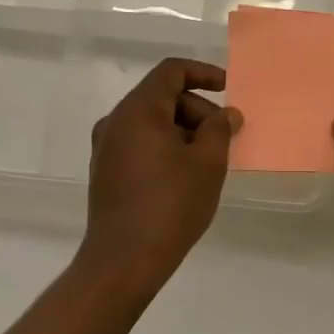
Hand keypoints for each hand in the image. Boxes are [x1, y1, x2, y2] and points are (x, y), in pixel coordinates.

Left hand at [83, 58, 238, 285]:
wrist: (123, 262)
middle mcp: (116, 121)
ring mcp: (106, 147)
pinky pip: (140, 141)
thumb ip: (220, 129)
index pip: (171, 71)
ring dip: (183, 129)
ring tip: (208, 159)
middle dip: (197, 108)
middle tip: (224, 136)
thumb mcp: (208, 164)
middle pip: (162, 95)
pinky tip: (184, 174)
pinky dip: (165, 145)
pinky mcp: (105, 171)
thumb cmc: (170, 206)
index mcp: (138, 110)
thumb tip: (226, 114)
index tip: (228, 89)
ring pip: (151, 120)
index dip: (203, 73)